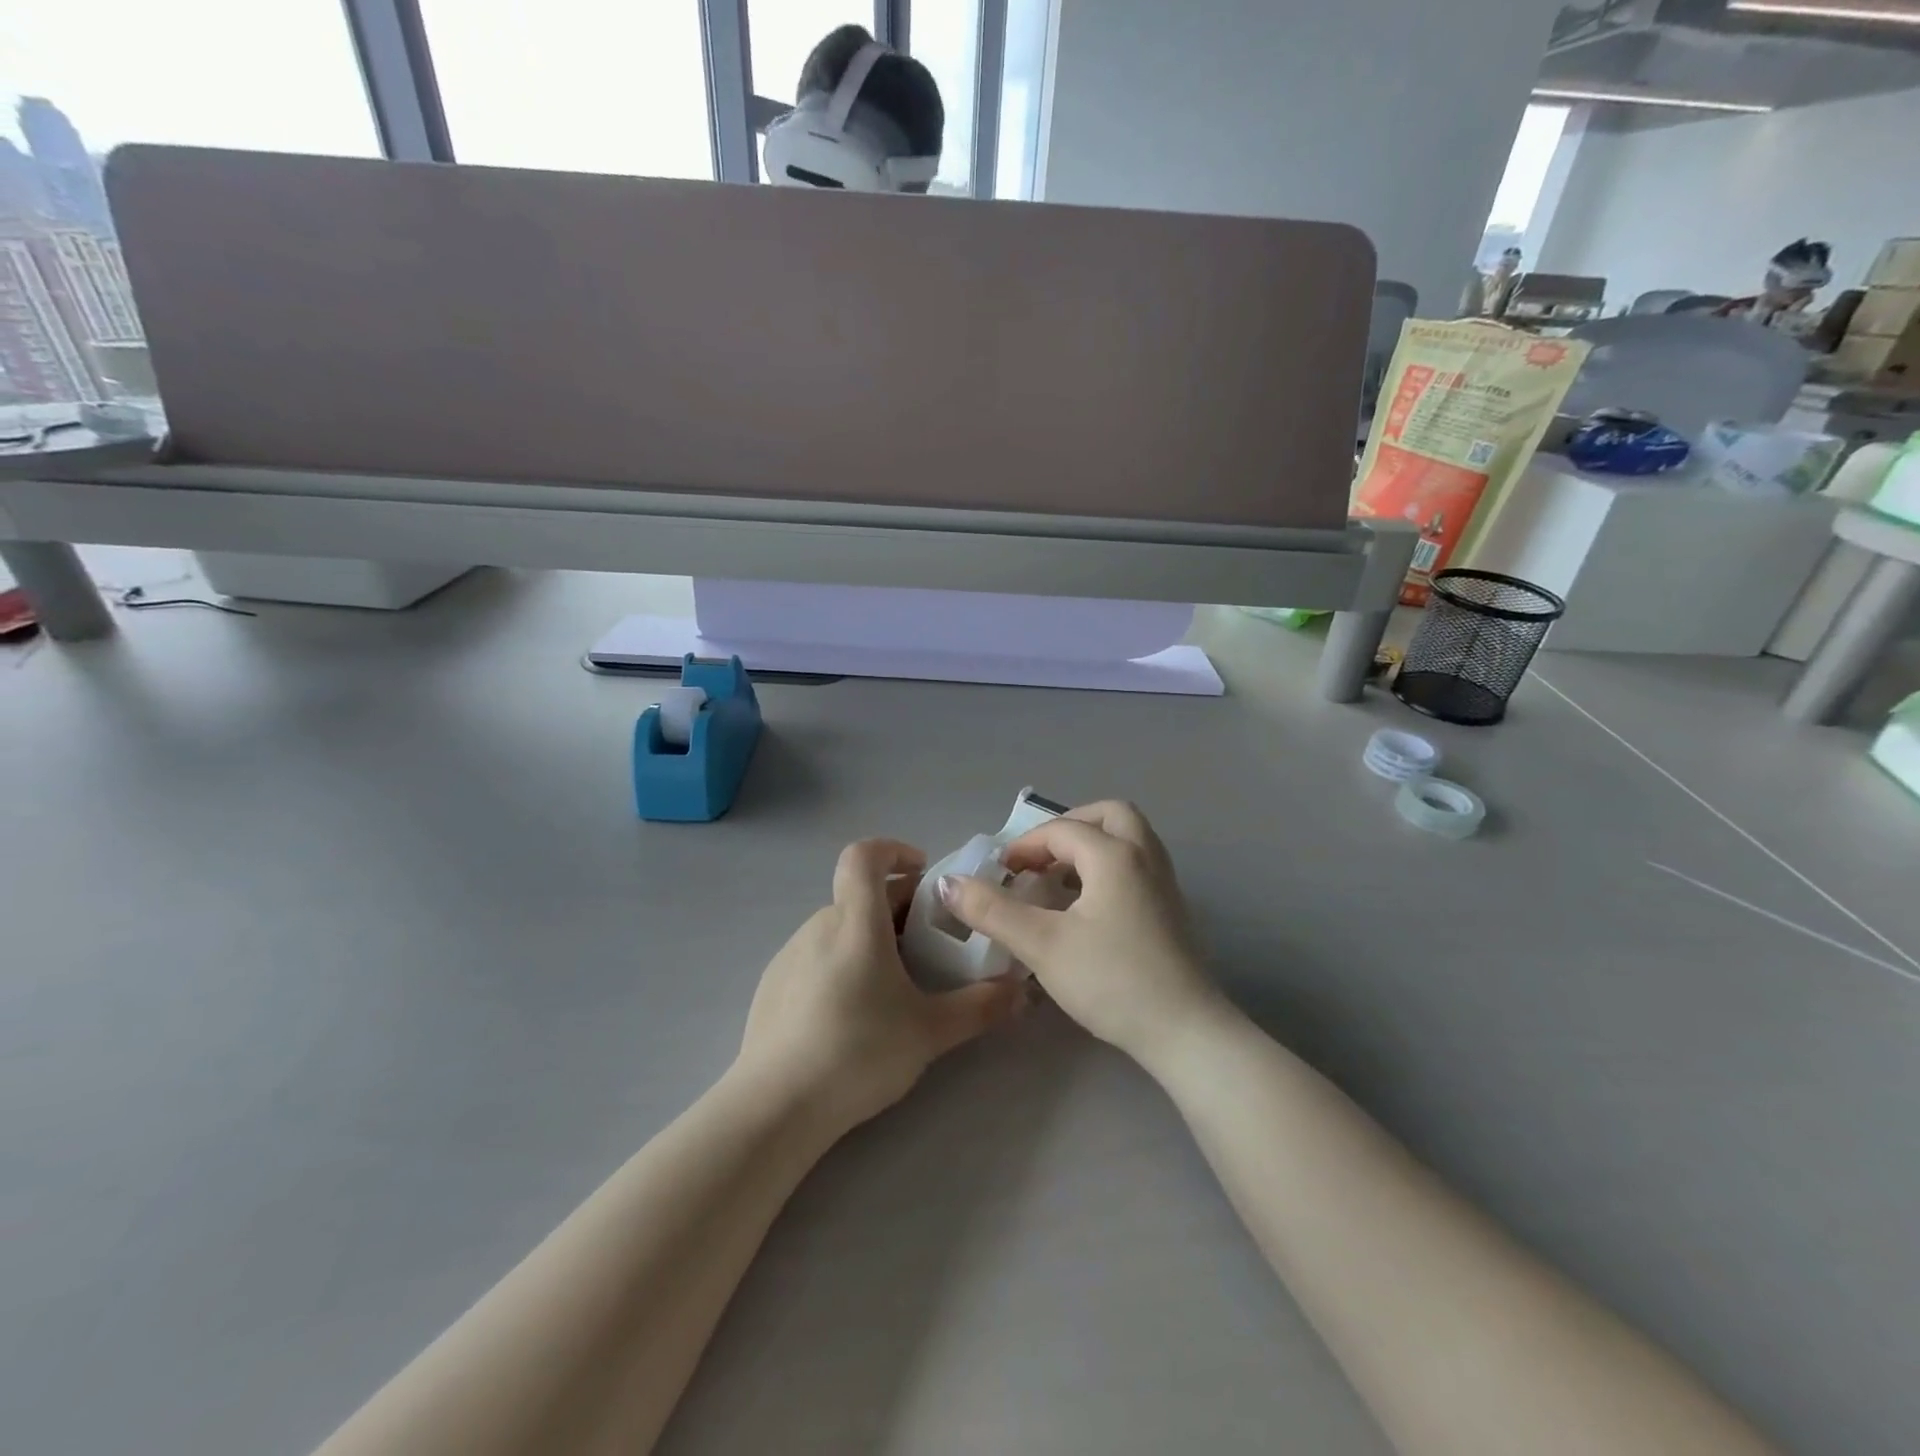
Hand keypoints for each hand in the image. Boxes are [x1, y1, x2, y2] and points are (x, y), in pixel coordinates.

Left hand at [736, 838, 1020, 1135]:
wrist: (776, 1106)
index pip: (864, 855)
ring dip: (870, 937)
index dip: (893, 849)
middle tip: (929, 945)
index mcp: (856, 922)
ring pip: (839, 927)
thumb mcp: (930, 1032)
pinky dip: (842, 962)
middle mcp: (819, 925)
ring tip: (894, 984)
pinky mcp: (773, 984)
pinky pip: (816, 955)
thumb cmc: (859, 1051)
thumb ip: (980, 1007)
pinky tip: (852, 1013)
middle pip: (860, 895)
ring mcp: (790, 954)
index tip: (922, 872)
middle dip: (898, 907)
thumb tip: (1021, 992)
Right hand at [936, 802, 1223, 1069]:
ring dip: (1092, 845)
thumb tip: (949, 883)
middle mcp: (1145, 857)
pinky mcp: (1171, 910)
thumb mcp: (1042, 944)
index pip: (1062, 830)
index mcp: (1115, 855)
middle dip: (1070, 827)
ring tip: (1060, 877)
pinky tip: (1088, 906)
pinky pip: (1137, 865)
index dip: (1025, 845)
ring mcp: (1164, 883)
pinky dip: (1109, 867)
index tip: (999, 872)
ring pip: (1128, 839)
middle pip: (1109, 815)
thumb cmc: (1111, 980)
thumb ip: (993, 910)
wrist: (1185, 1031)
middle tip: (1042, 856)